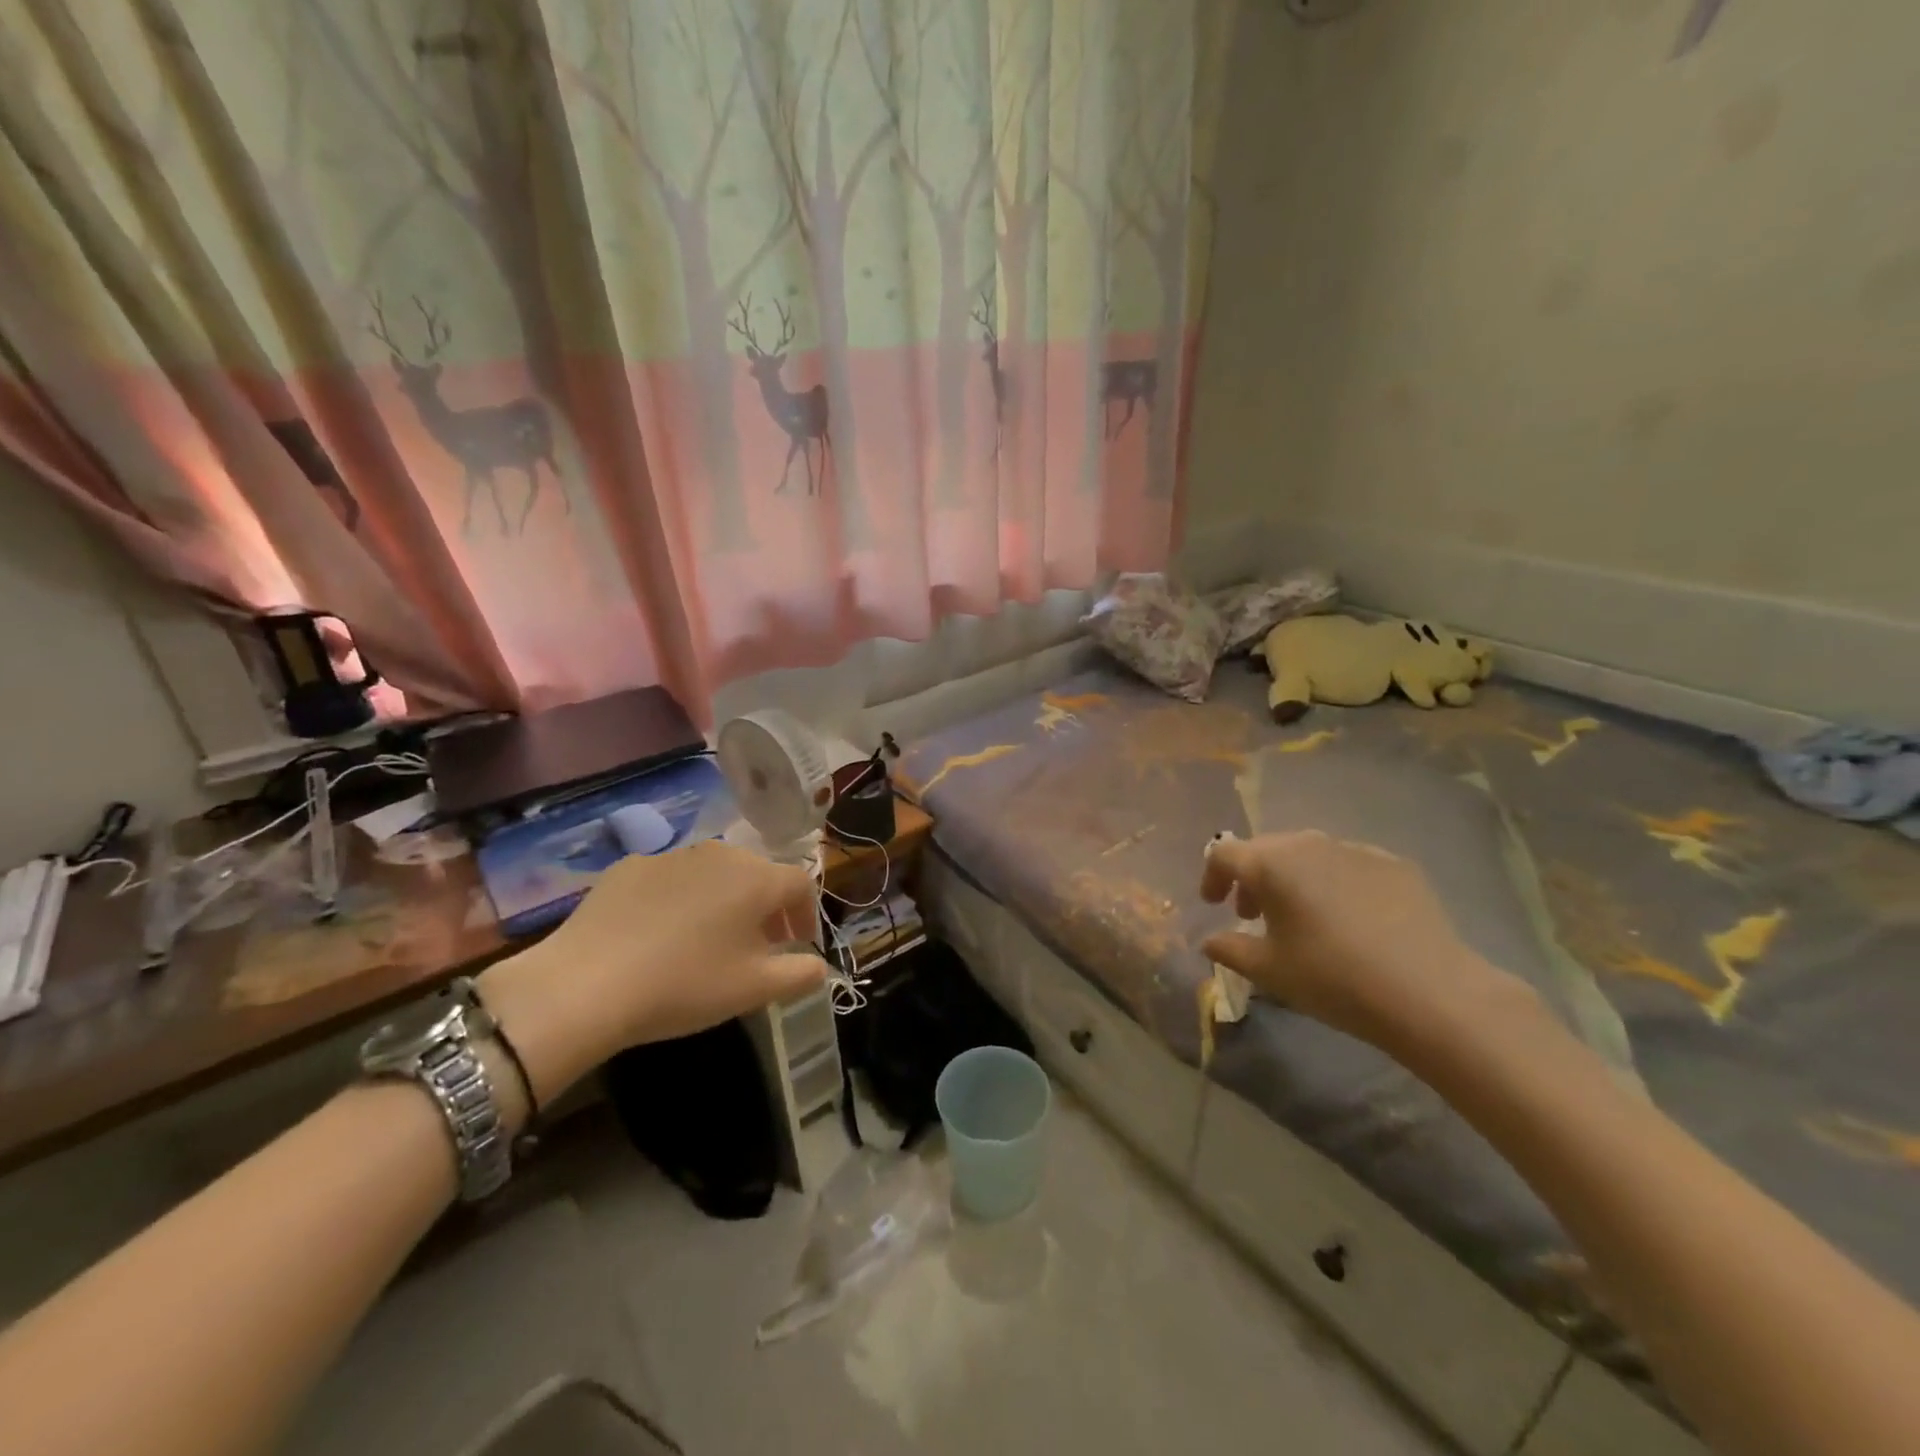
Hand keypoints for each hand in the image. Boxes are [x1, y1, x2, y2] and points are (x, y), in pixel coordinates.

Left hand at [476, 841, 824, 1107]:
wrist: (584, 984)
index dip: (807, 914)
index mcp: (756, 878)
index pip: (801, 884)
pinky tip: (659, 935)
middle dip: (766, 908)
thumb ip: (801, 974)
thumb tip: (820, 966)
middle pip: (758, 874)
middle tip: (757, 946)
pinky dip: (679, 899)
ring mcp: (671, 855)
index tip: (798, 944)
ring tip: (708, 940)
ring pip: (714, 873)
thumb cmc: (684, 985)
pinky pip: (671, 879)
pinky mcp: (629, 866)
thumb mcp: (754, 990)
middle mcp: (719, 853)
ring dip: (723, 901)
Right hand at [1199, 831, 1538, 1057]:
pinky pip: (1348, 864)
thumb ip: (1230, 949)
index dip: (1211, 876)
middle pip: (1266, 848)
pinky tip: (1350, 919)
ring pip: (1308, 853)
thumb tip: (1211, 941)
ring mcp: (1355, 850)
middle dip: (1252, 878)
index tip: (1214, 905)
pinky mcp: (1395, 864)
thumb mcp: (1269, 971)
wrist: (1430, 993)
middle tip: (1253, 914)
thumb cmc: (1333, 978)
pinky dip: (1334, 883)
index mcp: (1271, 863)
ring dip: (1293, 878)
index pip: (1224, 854)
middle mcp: (1309, 843)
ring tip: (1301, 916)